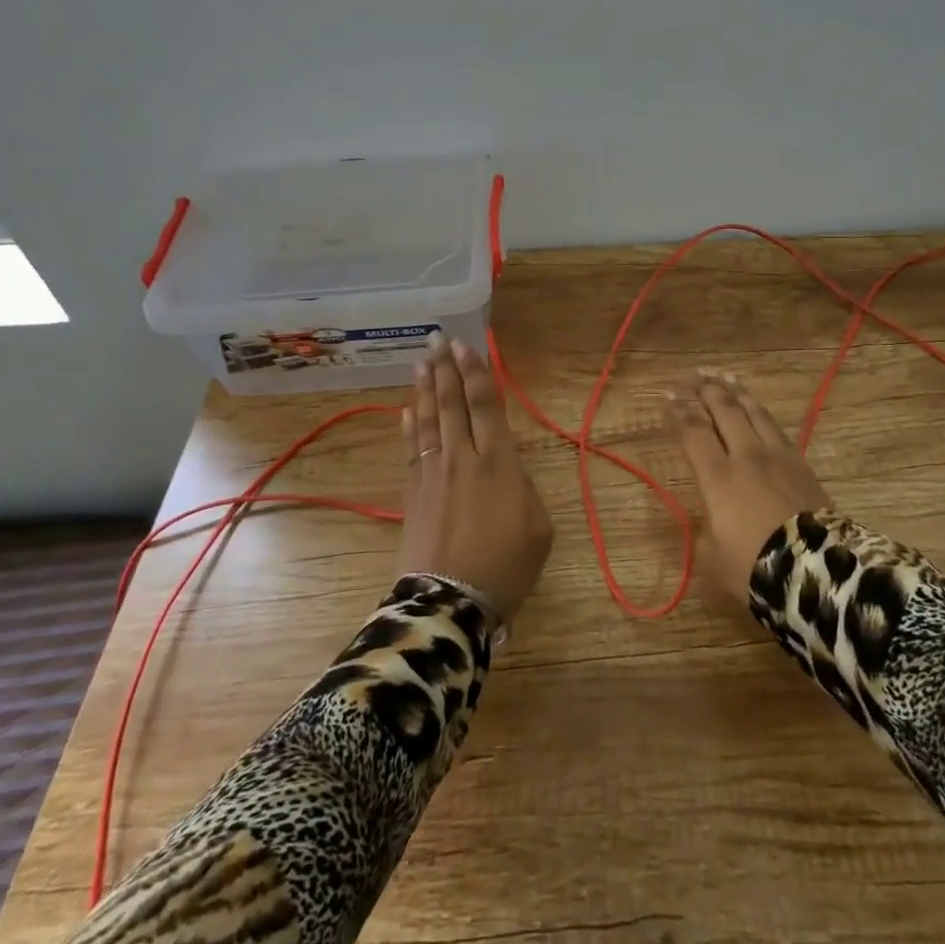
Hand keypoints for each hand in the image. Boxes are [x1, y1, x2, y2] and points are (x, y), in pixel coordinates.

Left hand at [398, 333, 553, 623]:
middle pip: (452, 405)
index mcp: (498, 463)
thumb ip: (523, 488)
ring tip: (422, 362)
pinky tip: (406, 410)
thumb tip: (507, 470)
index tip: (466, 347)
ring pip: (429, 422)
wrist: (450, 603)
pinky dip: (409, 427)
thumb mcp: (538, 527)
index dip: (476, 374)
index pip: (485, 407)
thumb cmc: (505, 566)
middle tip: (438, 340)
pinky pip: (410, 451)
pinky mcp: (413, 494)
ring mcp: (433, 475)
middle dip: (446, 370)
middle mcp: (462, 459)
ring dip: (426, 389)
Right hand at [665, 370, 832, 602]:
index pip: (694, 432)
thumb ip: (704, 531)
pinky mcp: (801, 464)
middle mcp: (746, 456)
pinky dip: (761, 411)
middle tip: (694, 376)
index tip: (668, 394)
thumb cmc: (755, 567)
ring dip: (737, 392)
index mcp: (718, 477)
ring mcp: (778, 456)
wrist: (816, 571)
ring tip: (725, 376)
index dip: (678, 411)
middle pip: (725, 412)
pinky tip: (758, 409)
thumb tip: (709, 518)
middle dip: (707, 390)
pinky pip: (776, 427)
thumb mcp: (712, 558)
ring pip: (754, 412)